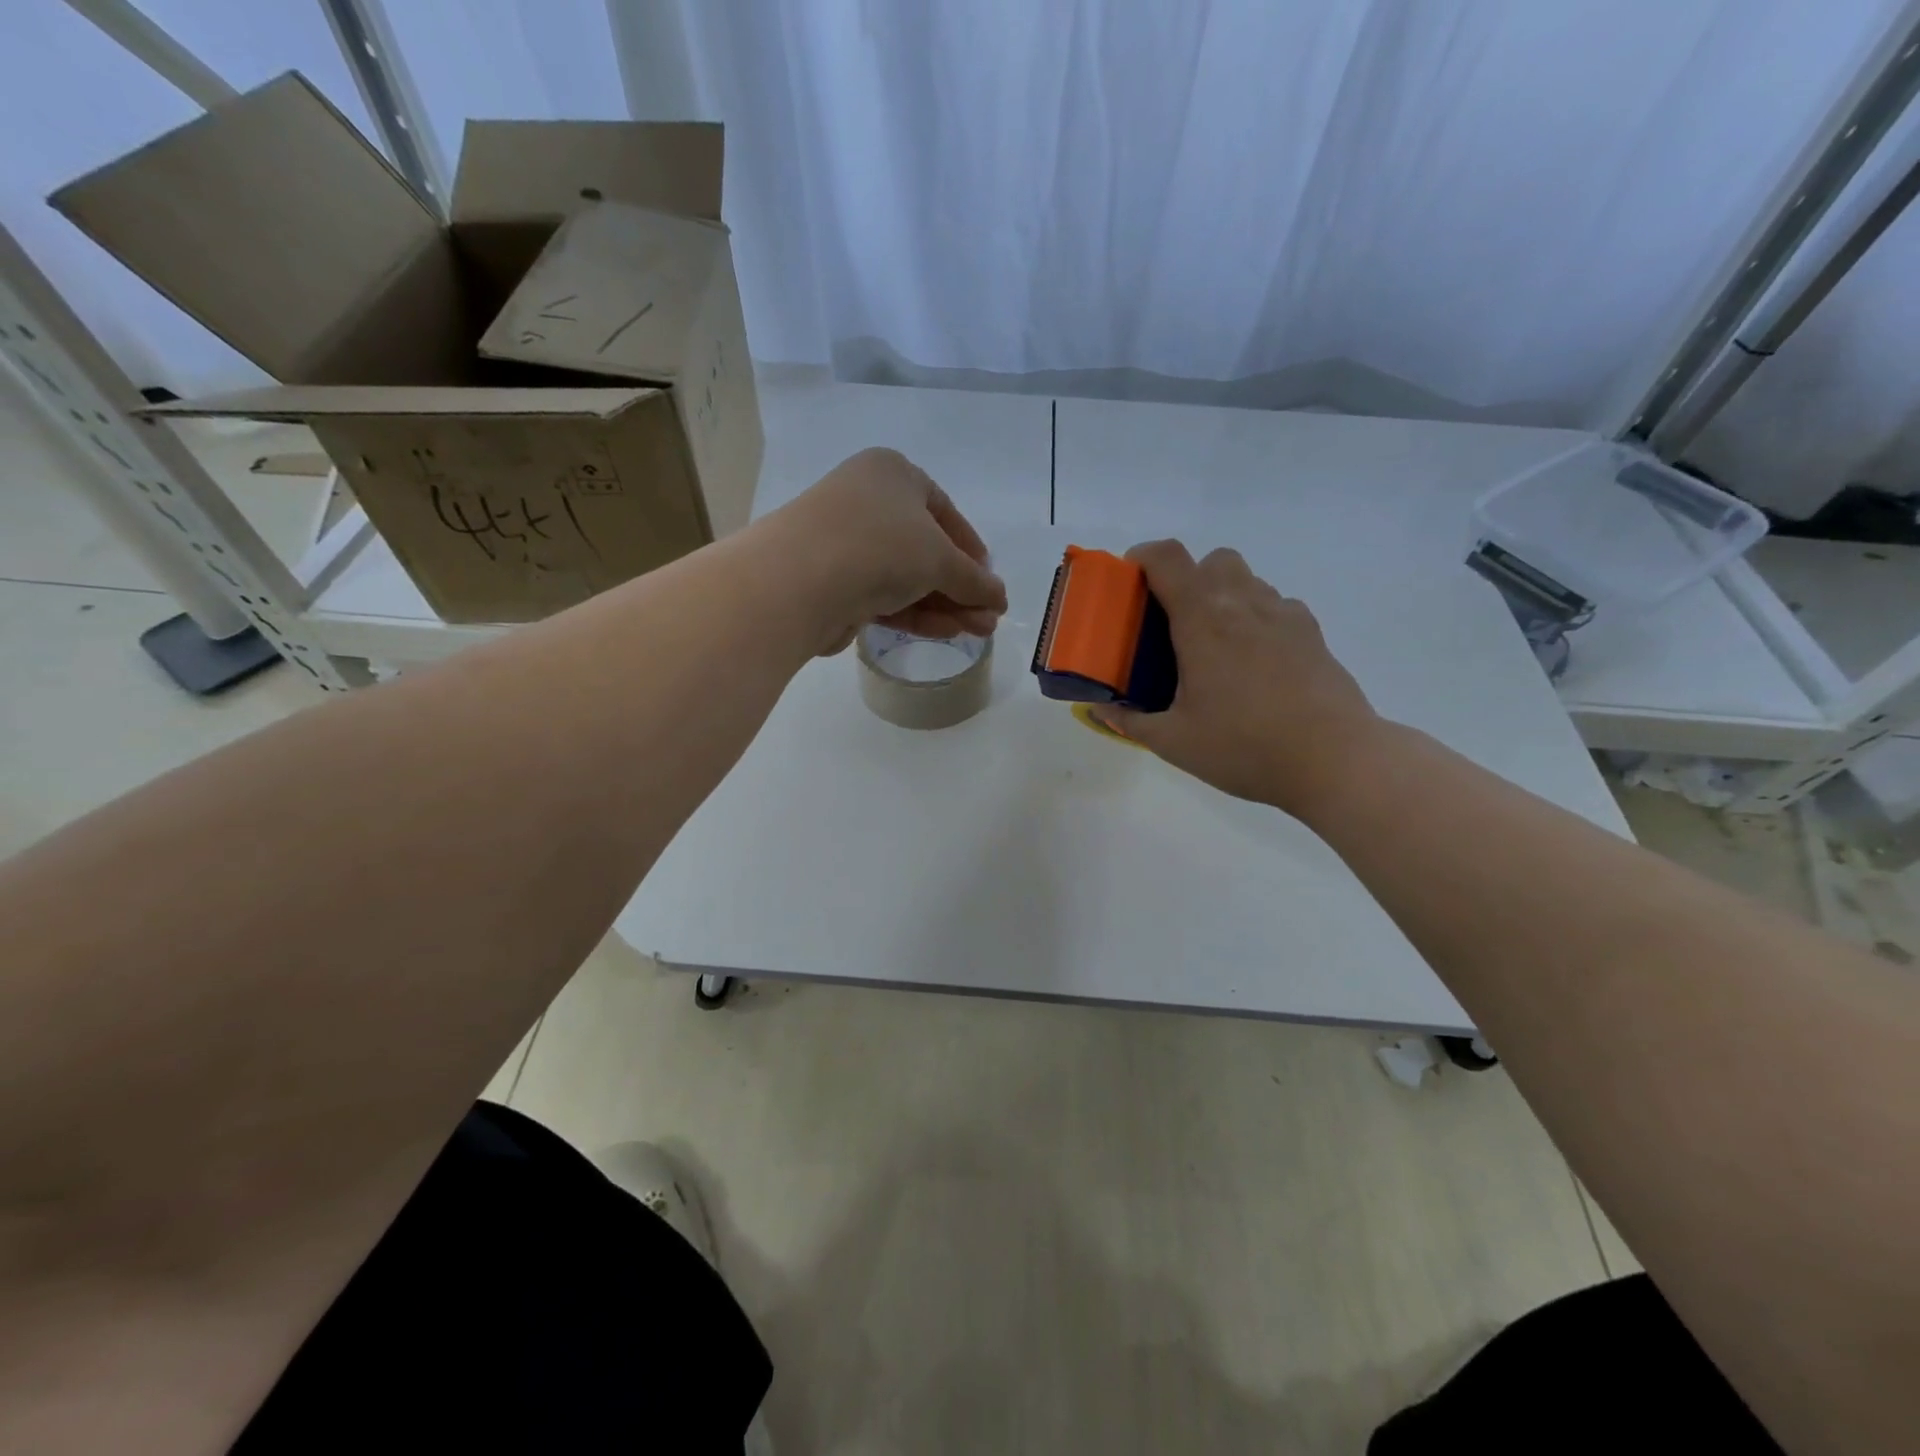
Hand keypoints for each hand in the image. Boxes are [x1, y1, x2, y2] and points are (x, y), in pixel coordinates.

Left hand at [766, 448, 1007, 652]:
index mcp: (892, 474)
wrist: (798, 581)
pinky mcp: (834, 583)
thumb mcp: (941, 558)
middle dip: (961, 587)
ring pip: (906, 577)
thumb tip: (999, 598)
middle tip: (989, 619)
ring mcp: (847, 544)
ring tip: (978, 633)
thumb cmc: (880, 545)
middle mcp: (867, 502)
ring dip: (945, 605)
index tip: (989, 581)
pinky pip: (885, 596)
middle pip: (926, 549)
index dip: (971, 548)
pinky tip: (946, 632)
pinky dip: (917, 613)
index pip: (943, 511)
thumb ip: (975, 580)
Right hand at [1095, 541, 1380, 814]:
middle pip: (1212, 560)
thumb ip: (1131, 722)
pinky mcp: (1312, 634)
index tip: (1129, 582)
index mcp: (1203, 620)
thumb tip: (1101, 710)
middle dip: (1187, 578)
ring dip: (1223, 597)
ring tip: (1214, 647)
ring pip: (1247, 581)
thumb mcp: (1174, 742)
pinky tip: (1254, 662)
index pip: (1167, 558)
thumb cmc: (1244, 746)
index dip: (1142, 557)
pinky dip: (1256, 618)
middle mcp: (1243, 604)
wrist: (1335, 760)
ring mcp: (1284, 615)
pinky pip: (1276, 606)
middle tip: (1173, 622)